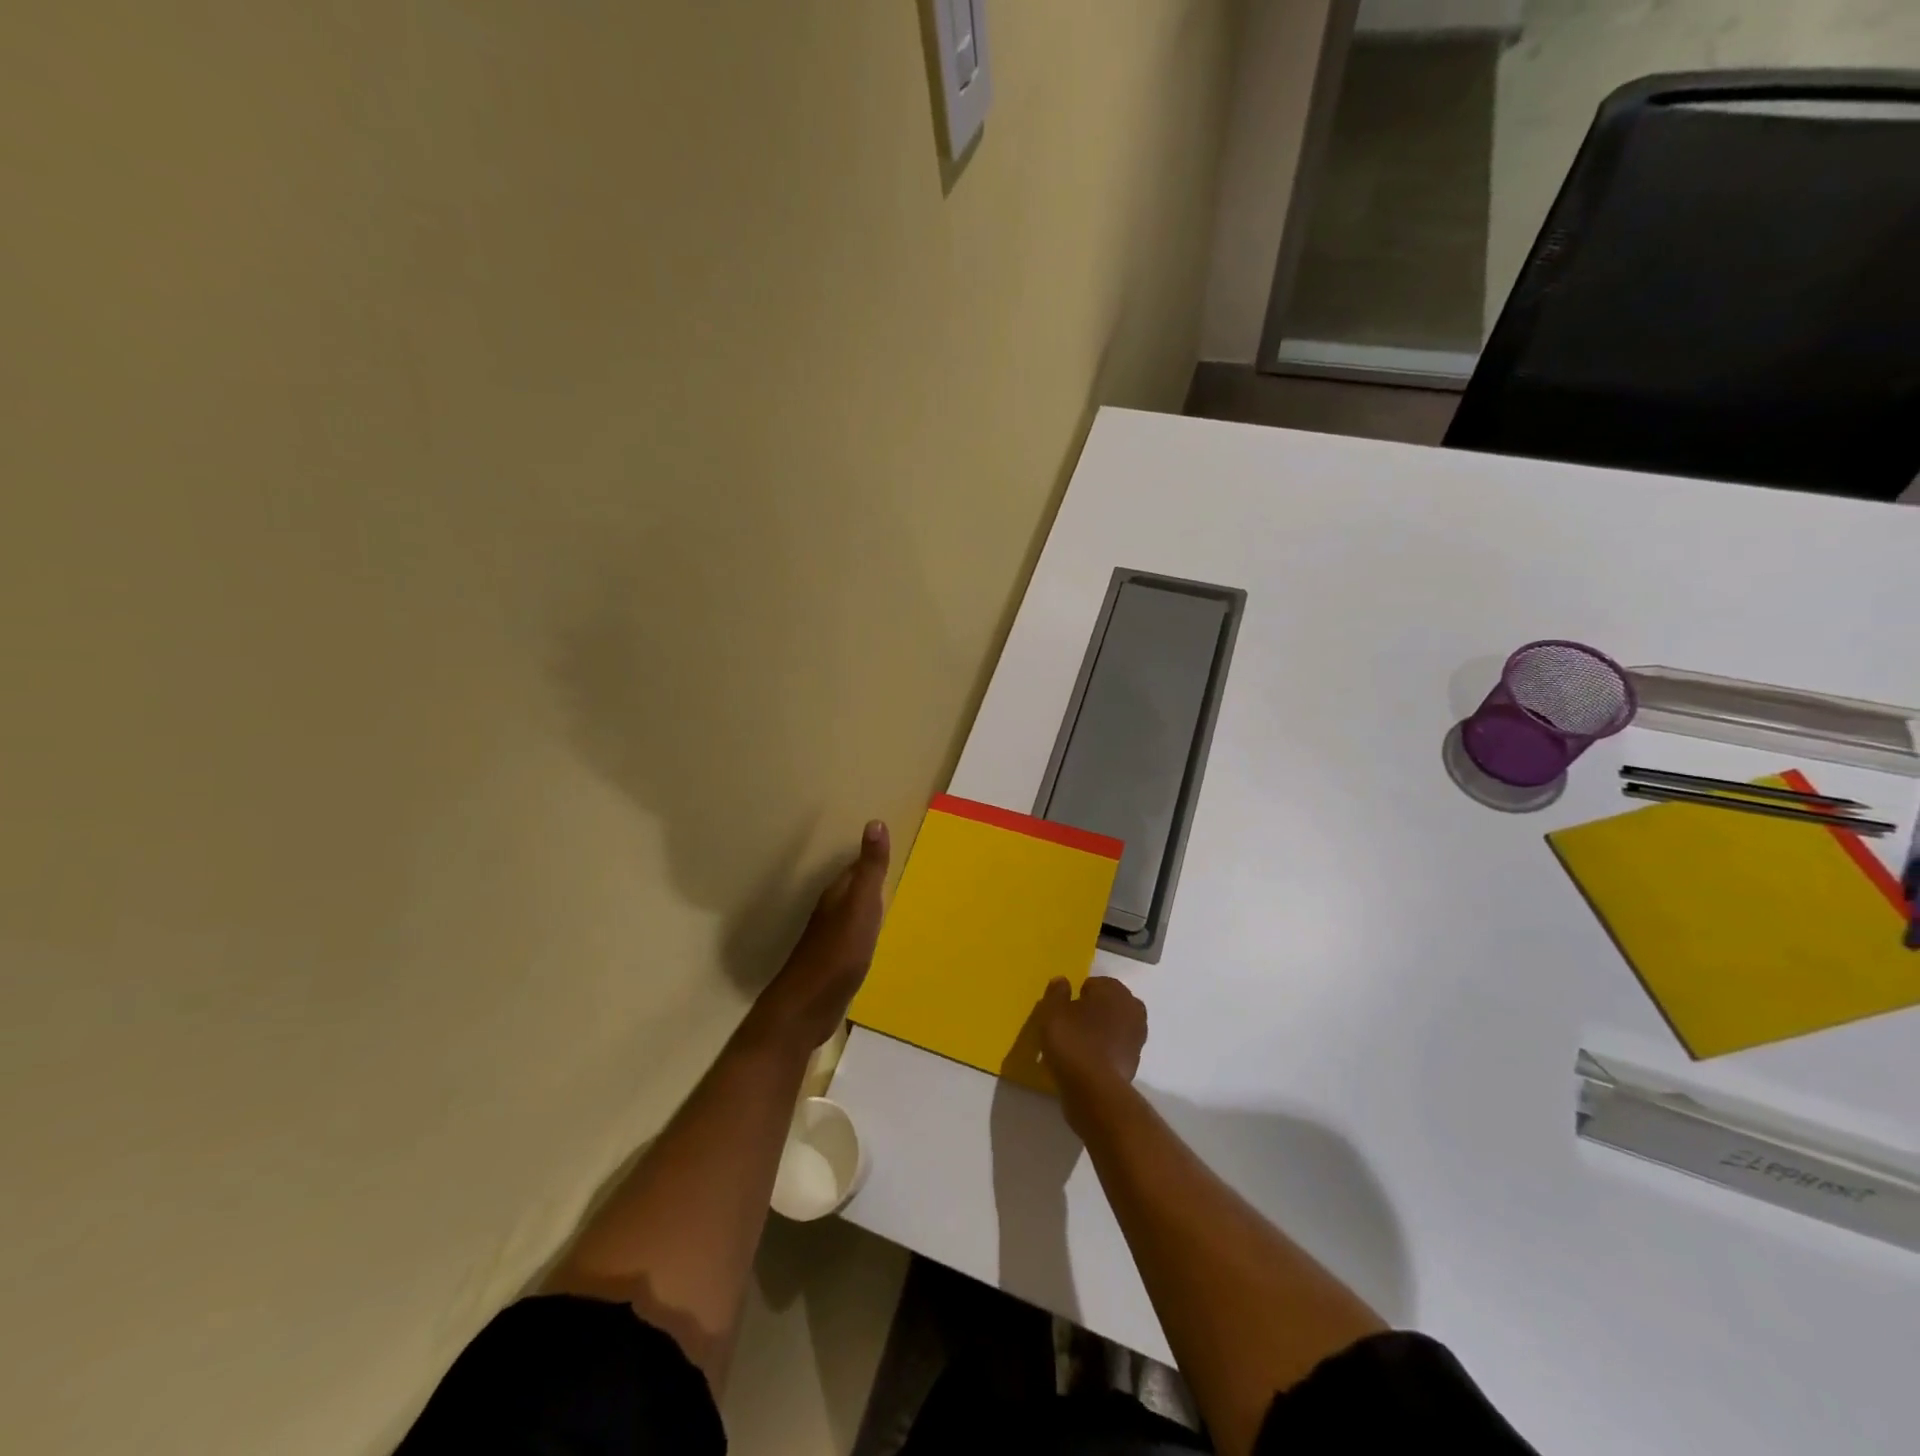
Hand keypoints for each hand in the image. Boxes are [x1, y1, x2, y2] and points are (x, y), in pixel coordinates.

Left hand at [758, 820, 889, 1047]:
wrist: (808, 1007)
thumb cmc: (838, 953)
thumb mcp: (861, 907)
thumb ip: (870, 869)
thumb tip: (875, 823)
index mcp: (838, 895)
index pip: (856, 867)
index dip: (873, 857)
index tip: (892, 847)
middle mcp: (831, 911)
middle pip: (853, 888)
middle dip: (871, 879)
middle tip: (897, 872)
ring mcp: (830, 939)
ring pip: (853, 913)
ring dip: (868, 906)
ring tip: (891, 902)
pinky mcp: (834, 963)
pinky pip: (854, 937)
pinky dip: (866, 931)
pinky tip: (876, 939)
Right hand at [1035, 975, 1146, 1097]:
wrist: (1094, 1090)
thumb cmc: (1072, 1041)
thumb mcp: (1052, 1011)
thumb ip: (1057, 993)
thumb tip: (1063, 981)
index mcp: (1114, 990)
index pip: (1095, 984)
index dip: (1079, 995)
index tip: (1065, 1010)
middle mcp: (1132, 1008)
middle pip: (1109, 1004)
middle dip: (1094, 1011)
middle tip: (1072, 1025)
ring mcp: (1137, 1037)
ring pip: (1115, 1026)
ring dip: (1101, 1031)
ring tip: (1079, 1044)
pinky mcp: (1135, 1062)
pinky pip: (1116, 1048)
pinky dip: (1105, 1051)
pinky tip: (1088, 1061)